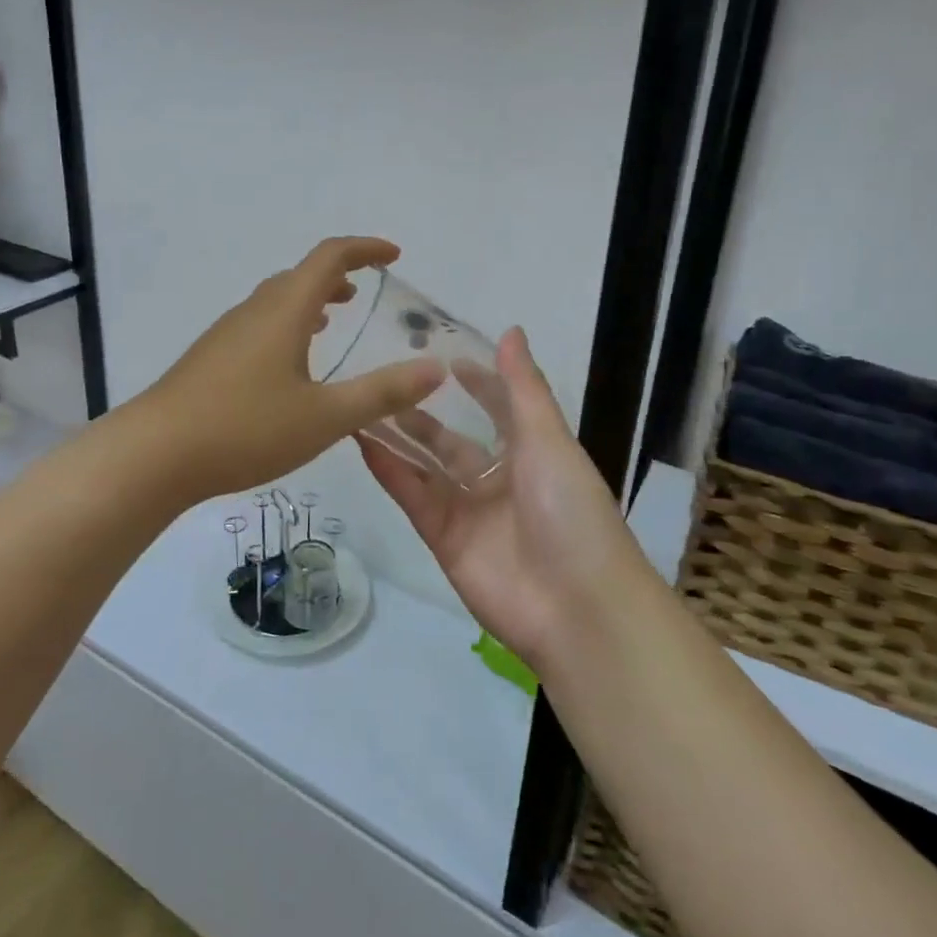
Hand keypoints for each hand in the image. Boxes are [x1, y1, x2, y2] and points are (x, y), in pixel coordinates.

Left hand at [138, 237, 445, 503]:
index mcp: (285, 311)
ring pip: (277, 301)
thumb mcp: (324, 417)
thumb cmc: (245, 429)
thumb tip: (435, 369)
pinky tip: (289, 362)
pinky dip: (287, 324)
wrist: (155, 453)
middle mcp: (254, 311)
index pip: (329, 258)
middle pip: (300, 275)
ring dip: (310, 299)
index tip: (393, 256)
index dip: (364, 249)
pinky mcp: (211, 358)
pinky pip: (259, 324)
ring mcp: (227, 333)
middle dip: (338, 275)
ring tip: (335, 317)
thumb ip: (381, 393)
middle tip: (367, 291)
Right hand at [359, 327, 645, 676]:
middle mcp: (499, 478)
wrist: (575, 606)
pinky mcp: (442, 537)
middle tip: (387, 378)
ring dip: (398, 437)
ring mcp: (469, 509)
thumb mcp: (549, 439)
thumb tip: (510, 329)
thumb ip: (523, 387)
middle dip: (426, 411)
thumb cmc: (570, 509)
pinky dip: (389, 469)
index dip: (477, 383)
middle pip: (454, 438)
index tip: (443, 355)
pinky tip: (361, 439)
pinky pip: (412, 495)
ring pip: (426, 465)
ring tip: (363, 402)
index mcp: (533, 453)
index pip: (500, 408)